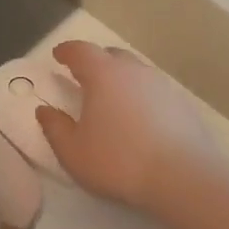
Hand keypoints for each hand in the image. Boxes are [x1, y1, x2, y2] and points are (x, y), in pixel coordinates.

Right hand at [35, 41, 223, 210]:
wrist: (183, 177)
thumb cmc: (118, 162)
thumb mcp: (73, 151)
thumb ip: (55, 128)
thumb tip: (44, 110)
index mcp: (104, 74)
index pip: (81, 51)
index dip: (67, 51)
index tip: (58, 55)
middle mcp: (134, 71)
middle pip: (112, 55)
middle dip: (95, 61)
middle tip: (84, 77)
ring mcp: (162, 85)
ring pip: (136, 72)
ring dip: (121, 78)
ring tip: (112, 99)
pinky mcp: (182, 104)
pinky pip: (154, 90)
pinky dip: (141, 96)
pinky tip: (139, 118)